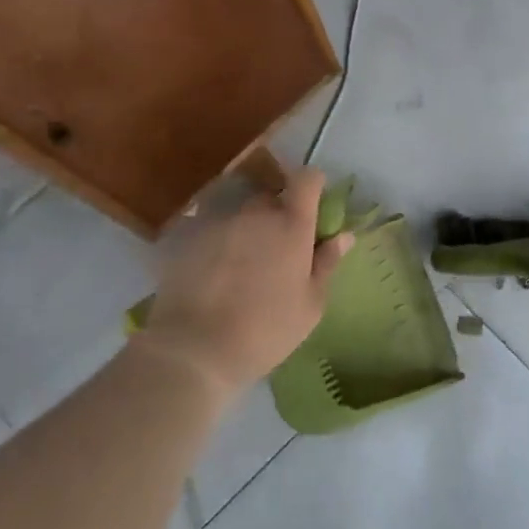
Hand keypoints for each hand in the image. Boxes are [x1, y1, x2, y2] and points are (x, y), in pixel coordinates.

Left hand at [141, 162, 353, 397]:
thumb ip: (327, 263)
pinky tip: (214, 276)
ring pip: (239, 213)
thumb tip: (343, 235)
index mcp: (291, 224)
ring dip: (247, 229)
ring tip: (242, 267)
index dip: (313, 186)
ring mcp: (217, 221)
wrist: (192, 350)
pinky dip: (218, 244)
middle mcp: (254, 212)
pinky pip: (211, 230)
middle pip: (271, 196)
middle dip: (277, 215)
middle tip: (277, 250)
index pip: (307, 178)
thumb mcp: (311, 305)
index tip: (314, 207)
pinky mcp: (186, 237)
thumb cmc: (265, 330)